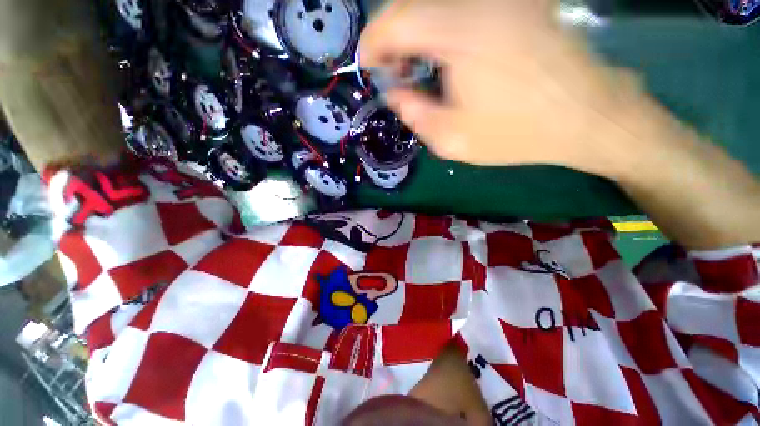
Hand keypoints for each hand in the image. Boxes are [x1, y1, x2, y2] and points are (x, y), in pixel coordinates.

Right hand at [360, 0, 644, 177]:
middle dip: (393, 37)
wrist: (584, 117)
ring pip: (436, 3)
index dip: (373, 40)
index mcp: (464, 32)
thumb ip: (414, 114)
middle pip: (414, 2)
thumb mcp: (452, 140)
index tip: (369, 65)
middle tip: (395, 71)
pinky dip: (439, 26)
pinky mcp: (517, 1)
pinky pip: (460, 6)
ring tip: (417, 67)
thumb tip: (395, 92)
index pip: (397, 18)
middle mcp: (482, 0)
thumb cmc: (517, 134)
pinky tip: (444, 54)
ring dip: (416, 31)